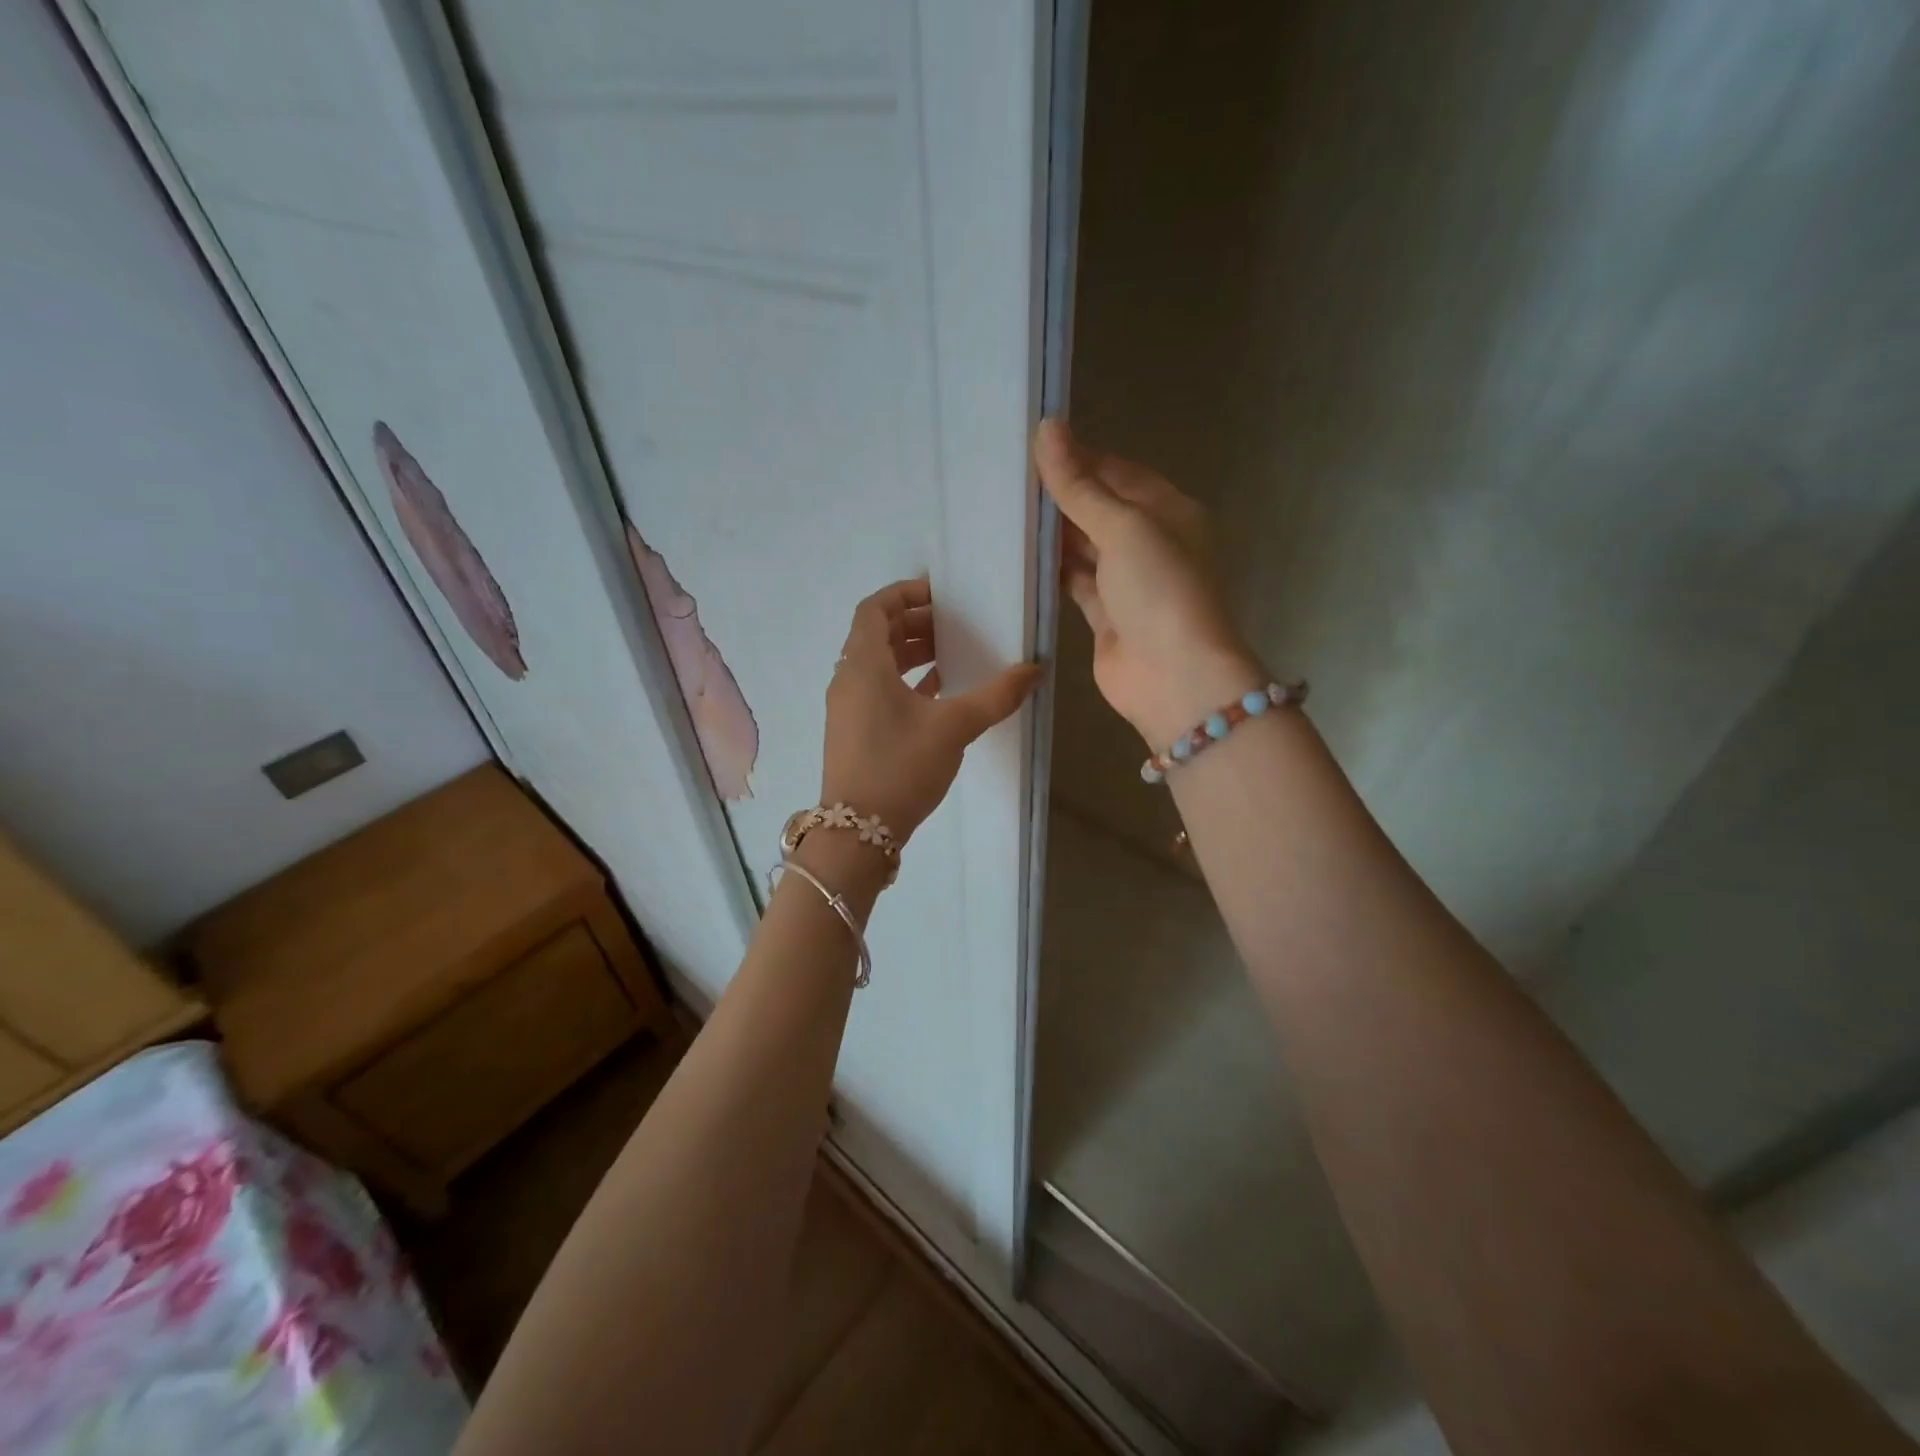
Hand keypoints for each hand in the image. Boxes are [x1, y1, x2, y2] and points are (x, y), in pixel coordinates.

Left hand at [820, 576, 1039, 844]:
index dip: (906, 594)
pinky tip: (938, 692)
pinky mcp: (852, 732)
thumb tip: (1035, 669)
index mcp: (863, 665)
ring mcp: (847, 707)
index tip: (942, 596)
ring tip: (952, 655)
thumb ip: (996, 695)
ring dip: (911, 653)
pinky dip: (904, 681)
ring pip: (877, 664)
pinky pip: (877, 690)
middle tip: (955, 625)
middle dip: (915, 624)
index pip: (875, 608)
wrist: (857, 832)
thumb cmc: (901, 766)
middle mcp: (847, 679)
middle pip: (876, 634)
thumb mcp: (954, 726)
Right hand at [1035, 419, 1263, 744]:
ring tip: (1003, 512)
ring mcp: (1127, 583)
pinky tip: (1018, 558)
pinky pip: (1074, 584)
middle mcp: (1149, 543)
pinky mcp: (1105, 617)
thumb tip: (1048, 427)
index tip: (1030, 448)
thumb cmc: (1159, 590)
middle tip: (1006, 480)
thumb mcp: (1122, 527)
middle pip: (1099, 509)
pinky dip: (1051, 572)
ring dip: (1052, 535)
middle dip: (1060, 497)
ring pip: (1084, 548)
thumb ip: (1080, 485)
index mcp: (1167, 511)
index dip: (1078, 458)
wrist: (1175, 677)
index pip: (1117, 472)